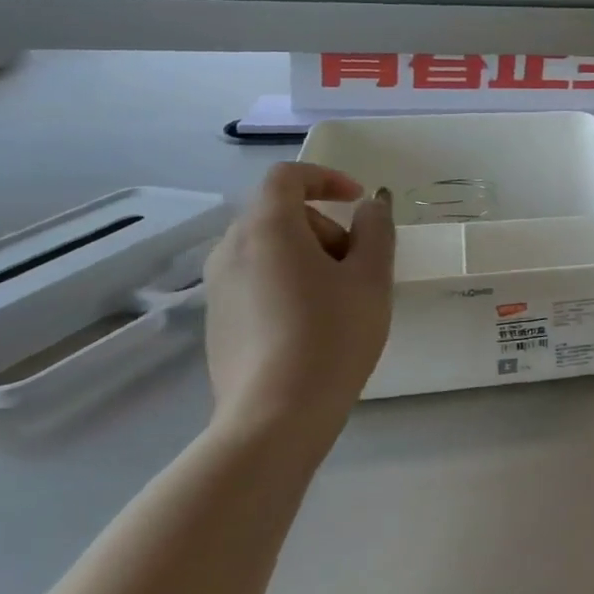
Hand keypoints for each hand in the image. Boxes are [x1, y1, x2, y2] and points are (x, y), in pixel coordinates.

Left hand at [203, 163, 395, 449]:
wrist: (275, 417)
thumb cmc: (332, 335)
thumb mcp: (371, 277)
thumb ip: (376, 230)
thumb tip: (370, 207)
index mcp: (267, 228)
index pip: (288, 176)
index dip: (326, 178)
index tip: (359, 201)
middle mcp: (232, 249)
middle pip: (280, 214)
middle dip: (325, 227)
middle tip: (358, 264)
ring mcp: (218, 287)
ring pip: (268, 249)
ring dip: (308, 256)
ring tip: (340, 298)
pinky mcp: (217, 321)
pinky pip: (256, 281)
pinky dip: (287, 283)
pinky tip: (312, 326)